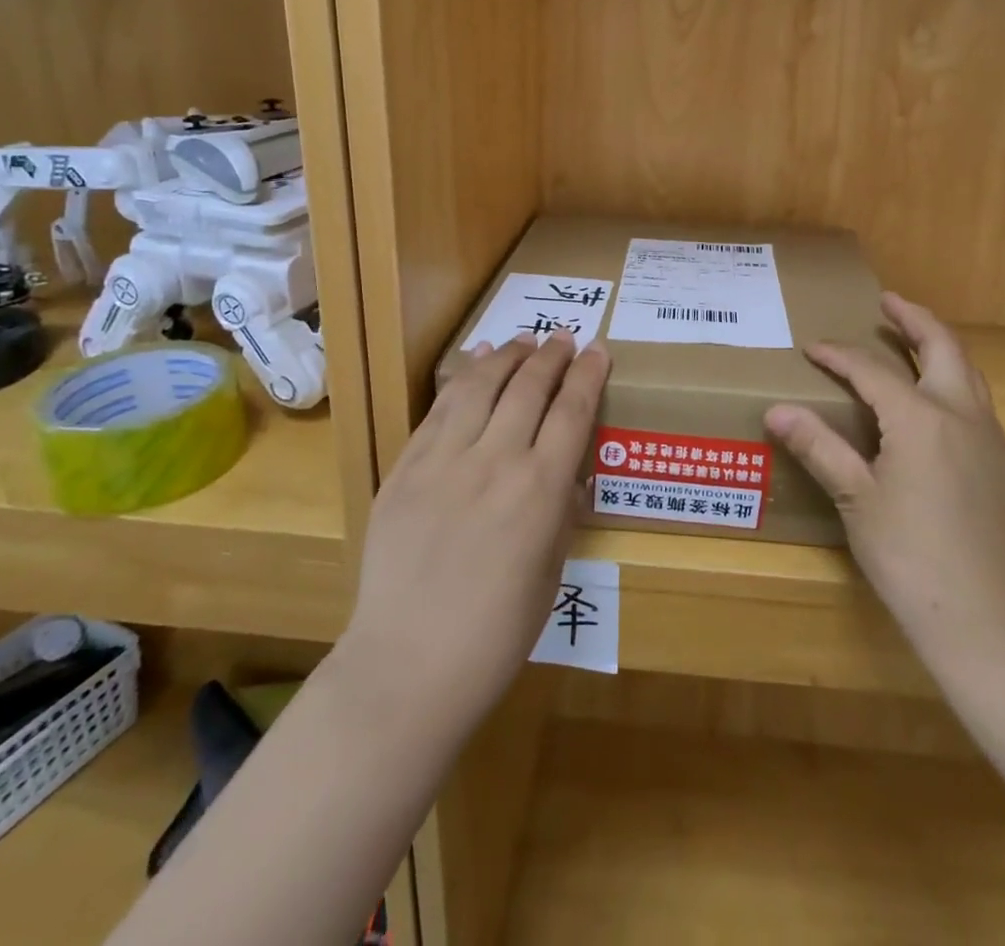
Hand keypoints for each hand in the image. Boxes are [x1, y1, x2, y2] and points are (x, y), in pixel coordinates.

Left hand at [342, 333, 609, 740]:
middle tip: (565, 338)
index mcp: (540, 490)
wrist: (408, 665)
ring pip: (480, 385)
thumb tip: (567, 475)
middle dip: (552, 355)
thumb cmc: (496, 634)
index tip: (598, 350)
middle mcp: (495, 461)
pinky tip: (473, 363)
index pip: (572, 411)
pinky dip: (461, 378)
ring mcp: (444, 461)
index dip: (588, 374)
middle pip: (529, 387)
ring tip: (523, 341)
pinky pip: (438, 410)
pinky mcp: (406, 468)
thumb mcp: (551, 573)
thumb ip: (561, 513)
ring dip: (506, 355)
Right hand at [766, 294, 1004, 679]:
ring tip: (913, 341)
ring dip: (940, 348)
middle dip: (914, 318)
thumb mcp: (855, 497)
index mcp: (921, 418)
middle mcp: (962, 415)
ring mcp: (992, 440)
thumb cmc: (909, 554)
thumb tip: (776, 409)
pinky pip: (978, 408)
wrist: (984, 616)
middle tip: (889, 301)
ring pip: (969, 374)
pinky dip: (954, 387)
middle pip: (943, 346)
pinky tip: (937, 413)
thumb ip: (819, 446)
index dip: (839, 354)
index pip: (872, 370)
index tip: (812, 347)